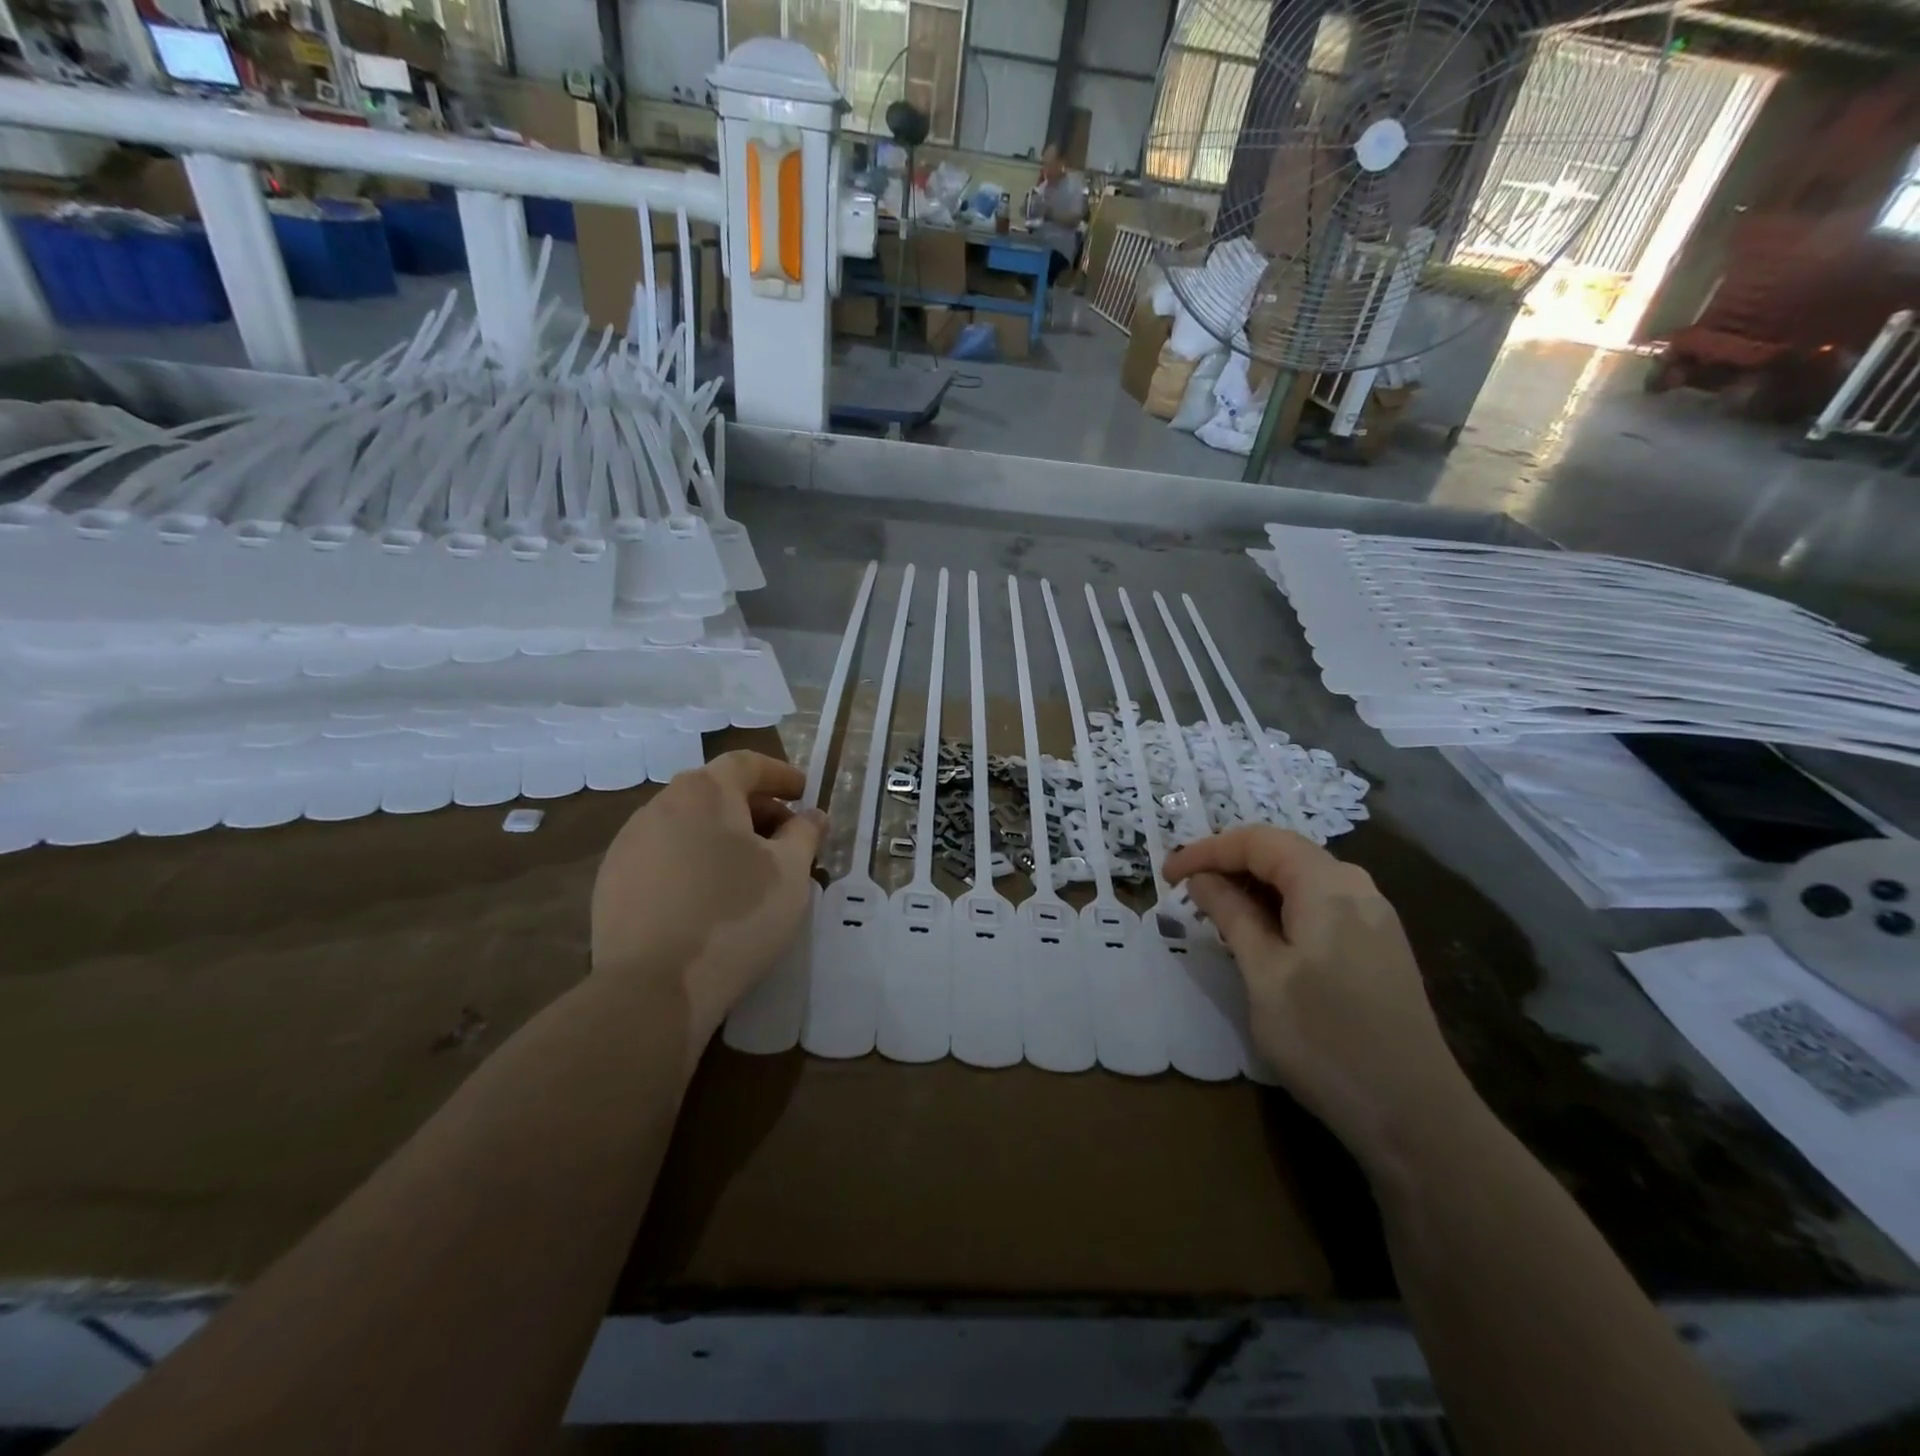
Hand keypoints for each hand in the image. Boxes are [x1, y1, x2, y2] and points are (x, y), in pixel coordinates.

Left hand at [591, 751, 824, 1049]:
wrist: (653, 986)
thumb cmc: (736, 915)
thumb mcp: (791, 872)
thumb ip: (805, 834)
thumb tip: (812, 816)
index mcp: (704, 792)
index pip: (747, 764)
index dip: (780, 774)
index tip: (804, 793)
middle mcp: (660, 805)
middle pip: (716, 792)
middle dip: (755, 809)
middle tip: (785, 838)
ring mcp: (628, 843)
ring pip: (687, 825)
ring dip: (722, 836)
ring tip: (748, 871)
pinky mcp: (611, 882)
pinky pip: (663, 856)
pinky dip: (692, 862)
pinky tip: (708, 898)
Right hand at [1163, 827, 1476, 1174]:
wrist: (1416, 1117)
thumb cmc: (1326, 1040)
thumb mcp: (1264, 974)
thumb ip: (1232, 915)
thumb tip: (1202, 880)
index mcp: (1328, 885)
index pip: (1257, 841)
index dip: (1207, 850)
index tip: (1167, 875)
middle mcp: (1357, 887)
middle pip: (1282, 853)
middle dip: (1228, 864)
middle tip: (1185, 890)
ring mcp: (1374, 918)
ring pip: (1301, 880)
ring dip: (1252, 887)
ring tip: (1214, 913)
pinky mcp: (1378, 947)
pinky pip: (1319, 906)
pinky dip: (1279, 908)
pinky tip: (1259, 937)